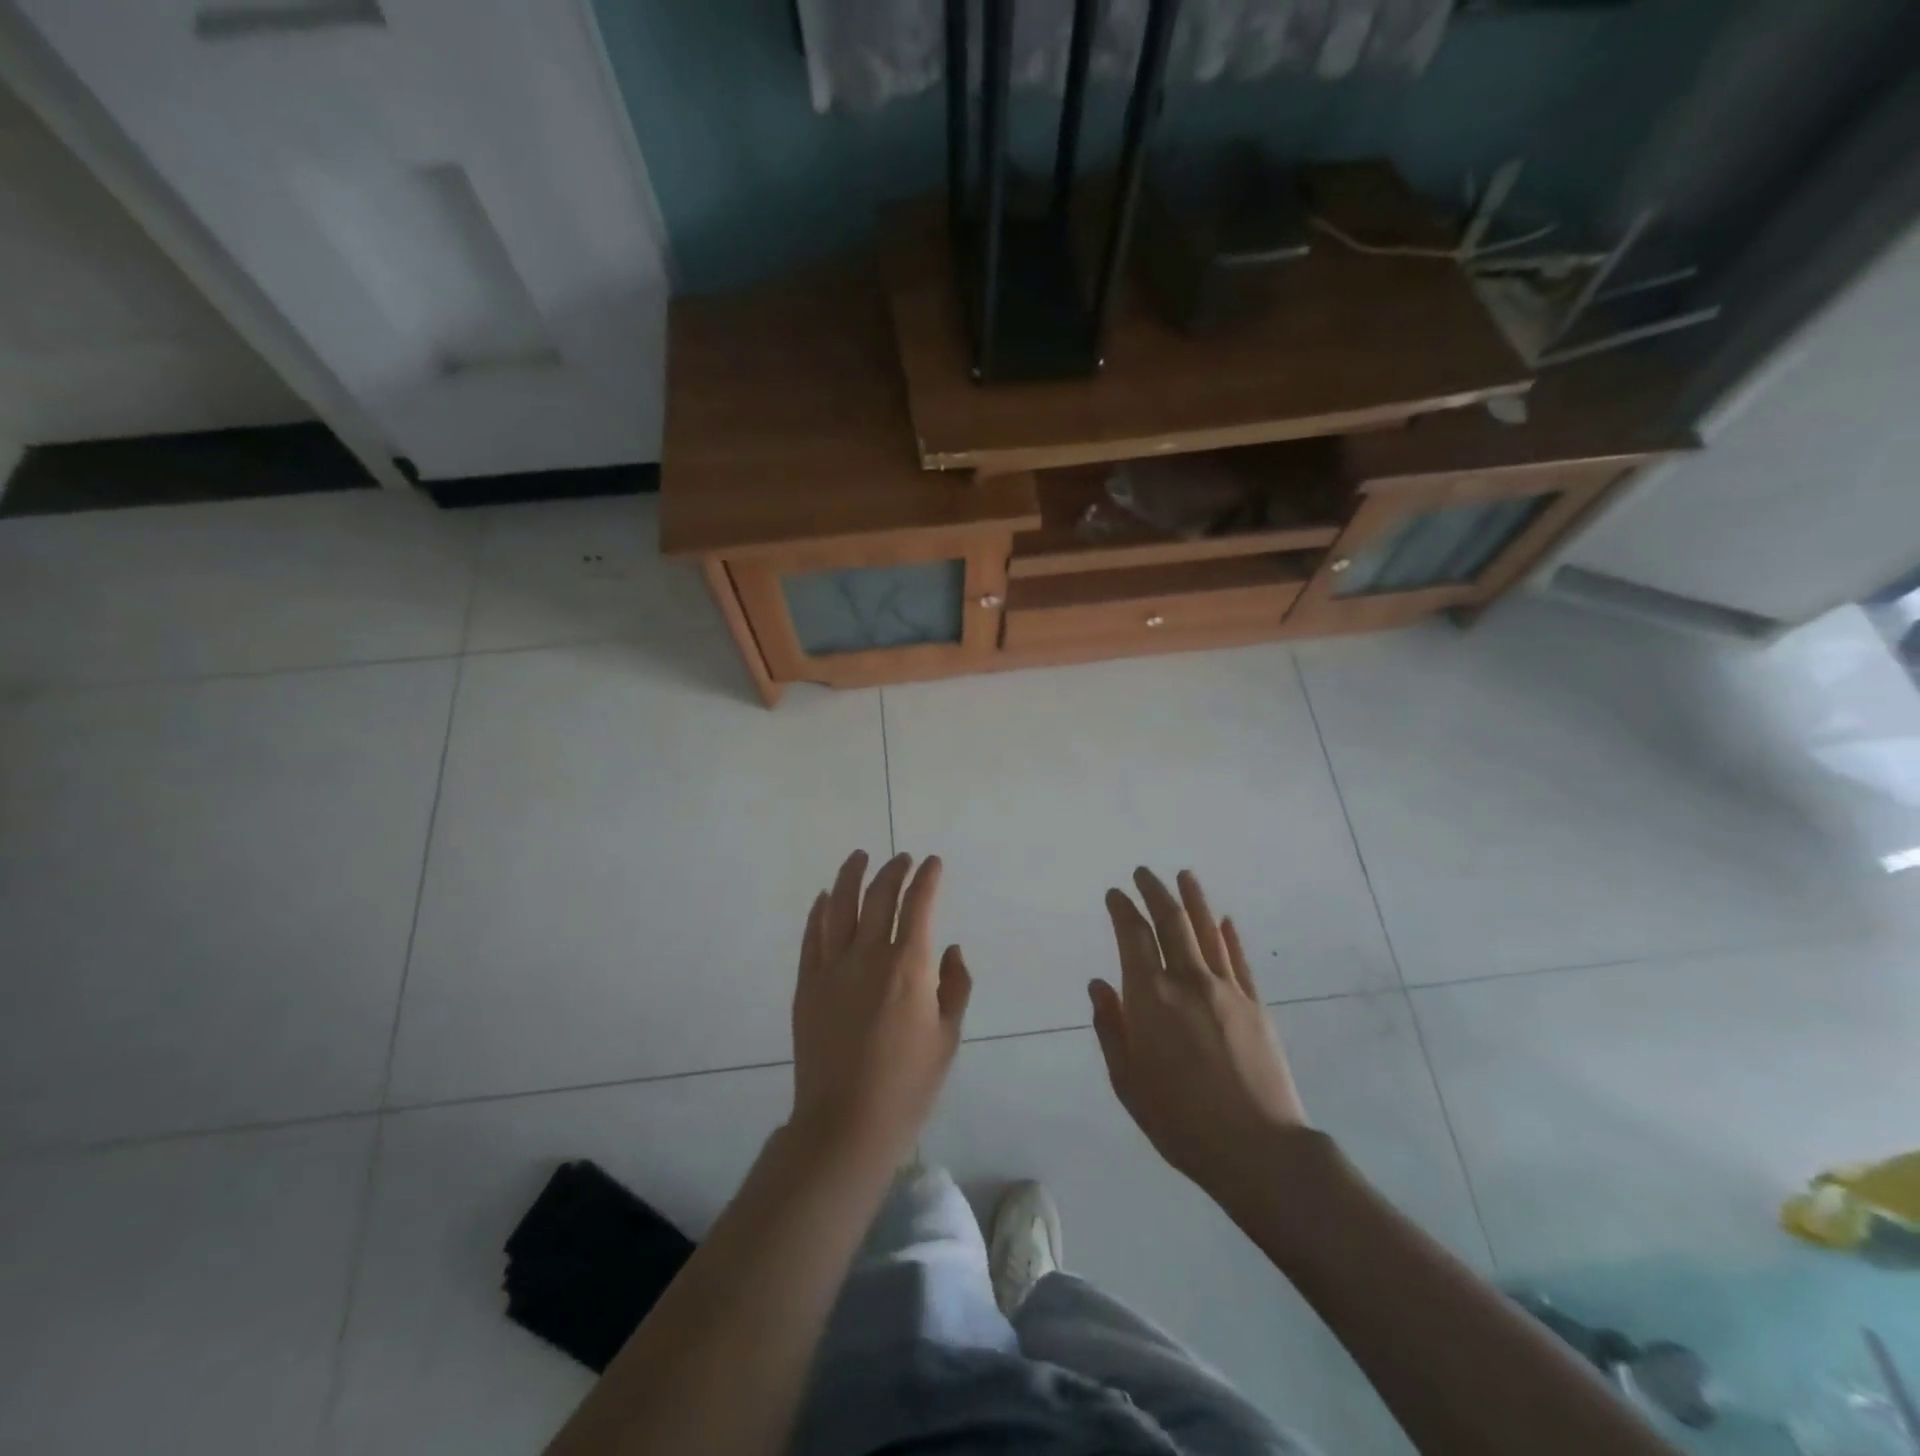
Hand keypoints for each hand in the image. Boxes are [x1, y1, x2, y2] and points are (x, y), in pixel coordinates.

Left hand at [789, 851, 971, 1169]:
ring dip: (851, 876)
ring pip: (840, 906)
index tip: (933, 863)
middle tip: (902, 859)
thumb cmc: (908, 1085)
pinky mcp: (807, 984)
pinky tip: (825, 897)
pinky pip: (812, 936)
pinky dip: (819, 911)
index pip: (919, 905)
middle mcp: (869, 956)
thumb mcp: (947, 1038)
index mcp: (908, 967)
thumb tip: (950, 949)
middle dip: (893, 871)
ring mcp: (832, 968)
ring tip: (860, 857)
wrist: (846, 1123)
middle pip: (879, 897)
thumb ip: (954, 986)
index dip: (927, 879)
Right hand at [1091, 868, 1308, 1195]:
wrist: (1257, 1149)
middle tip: (1144, 873)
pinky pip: (1238, 959)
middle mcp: (1187, 981)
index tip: (1115, 893)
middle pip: (1171, 922)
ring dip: (1193, 899)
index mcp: (1150, 998)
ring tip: (1184, 876)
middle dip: (1155, 891)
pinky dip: (1228, 935)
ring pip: (1207, 931)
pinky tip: (1224, 919)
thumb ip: (1110, 1027)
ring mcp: (1226, 989)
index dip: (1123, 909)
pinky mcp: (1255, 1004)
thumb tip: (1099, 985)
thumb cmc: (1179, 1121)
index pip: (1133, 936)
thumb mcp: (1127, 1081)